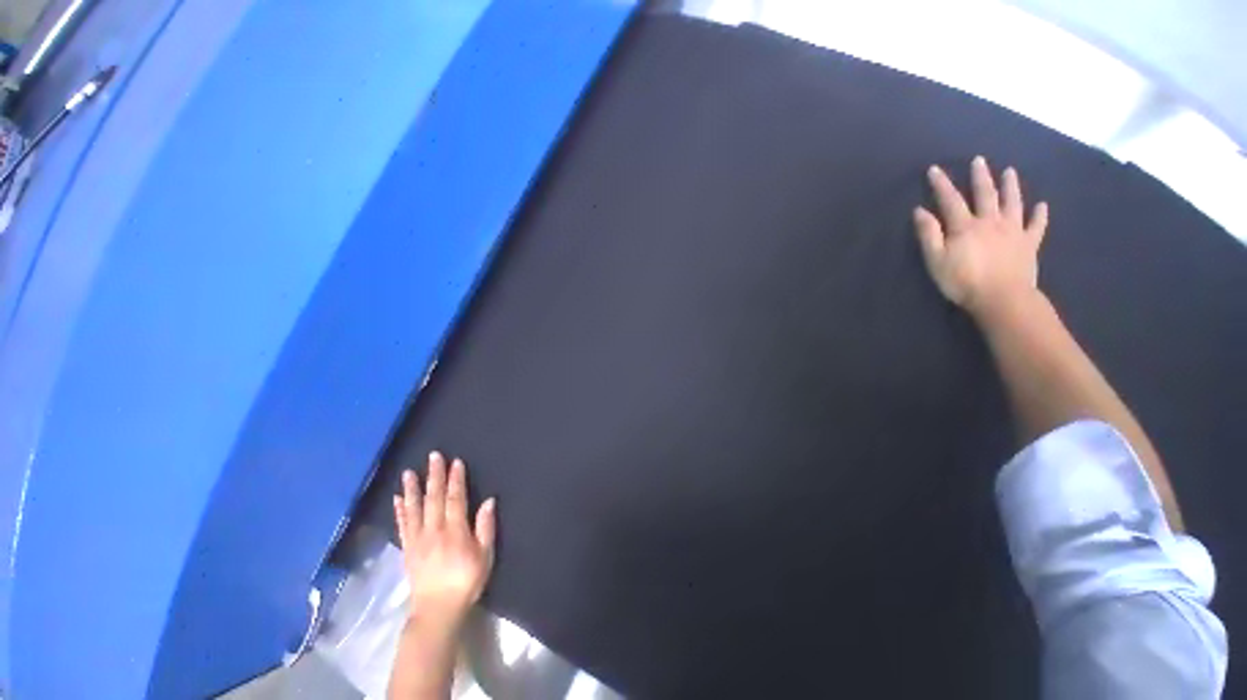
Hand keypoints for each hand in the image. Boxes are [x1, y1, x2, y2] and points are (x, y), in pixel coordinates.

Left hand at [394, 452, 496, 627]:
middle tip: (433, 456)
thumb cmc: (466, 581)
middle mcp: (433, 531)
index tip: (455, 462)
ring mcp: (417, 540)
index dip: (455, 480)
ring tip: (408, 473)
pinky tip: (397, 499)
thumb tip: (488, 501)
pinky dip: (399, 511)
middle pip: (434, 498)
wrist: (436, 612)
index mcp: (455, 531)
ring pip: (414, 509)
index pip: (455, 499)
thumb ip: (485, 528)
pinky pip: (402, 526)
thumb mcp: (485, 556)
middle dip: (434, 476)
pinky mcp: (407, 550)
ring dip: (412, 489)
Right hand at [914, 156, 1048, 318]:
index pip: (951, 200)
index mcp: (966, 226)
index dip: (942, 184)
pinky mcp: (1029, 244)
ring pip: (1013, 203)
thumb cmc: (962, 281)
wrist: (1002, 298)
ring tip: (1010, 171)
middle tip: (979, 161)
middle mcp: (991, 222)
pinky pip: (1036, 225)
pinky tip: (1041, 206)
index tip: (935, 169)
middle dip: (981, 176)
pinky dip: (1040, 214)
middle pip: (986, 194)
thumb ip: (928, 234)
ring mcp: (1014, 231)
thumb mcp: (935, 260)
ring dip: (1011, 186)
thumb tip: (920, 211)